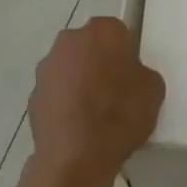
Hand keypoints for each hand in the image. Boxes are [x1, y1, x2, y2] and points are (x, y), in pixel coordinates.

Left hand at [27, 18, 164, 179]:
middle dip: (99, 61)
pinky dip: (66, 102)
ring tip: (95, 112)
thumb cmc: (121, 113)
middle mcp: (69, 41)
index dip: (125, 52)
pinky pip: (57, 93)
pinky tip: (79, 125)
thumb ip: (140, 72)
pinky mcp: (33, 95)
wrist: (77, 155)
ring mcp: (47, 68)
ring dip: (80, 81)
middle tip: (115, 88)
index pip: (117, 31)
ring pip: (70, 68)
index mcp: (102, 31)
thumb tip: (128, 75)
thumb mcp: (154, 89)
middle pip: (89, 46)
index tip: (131, 73)